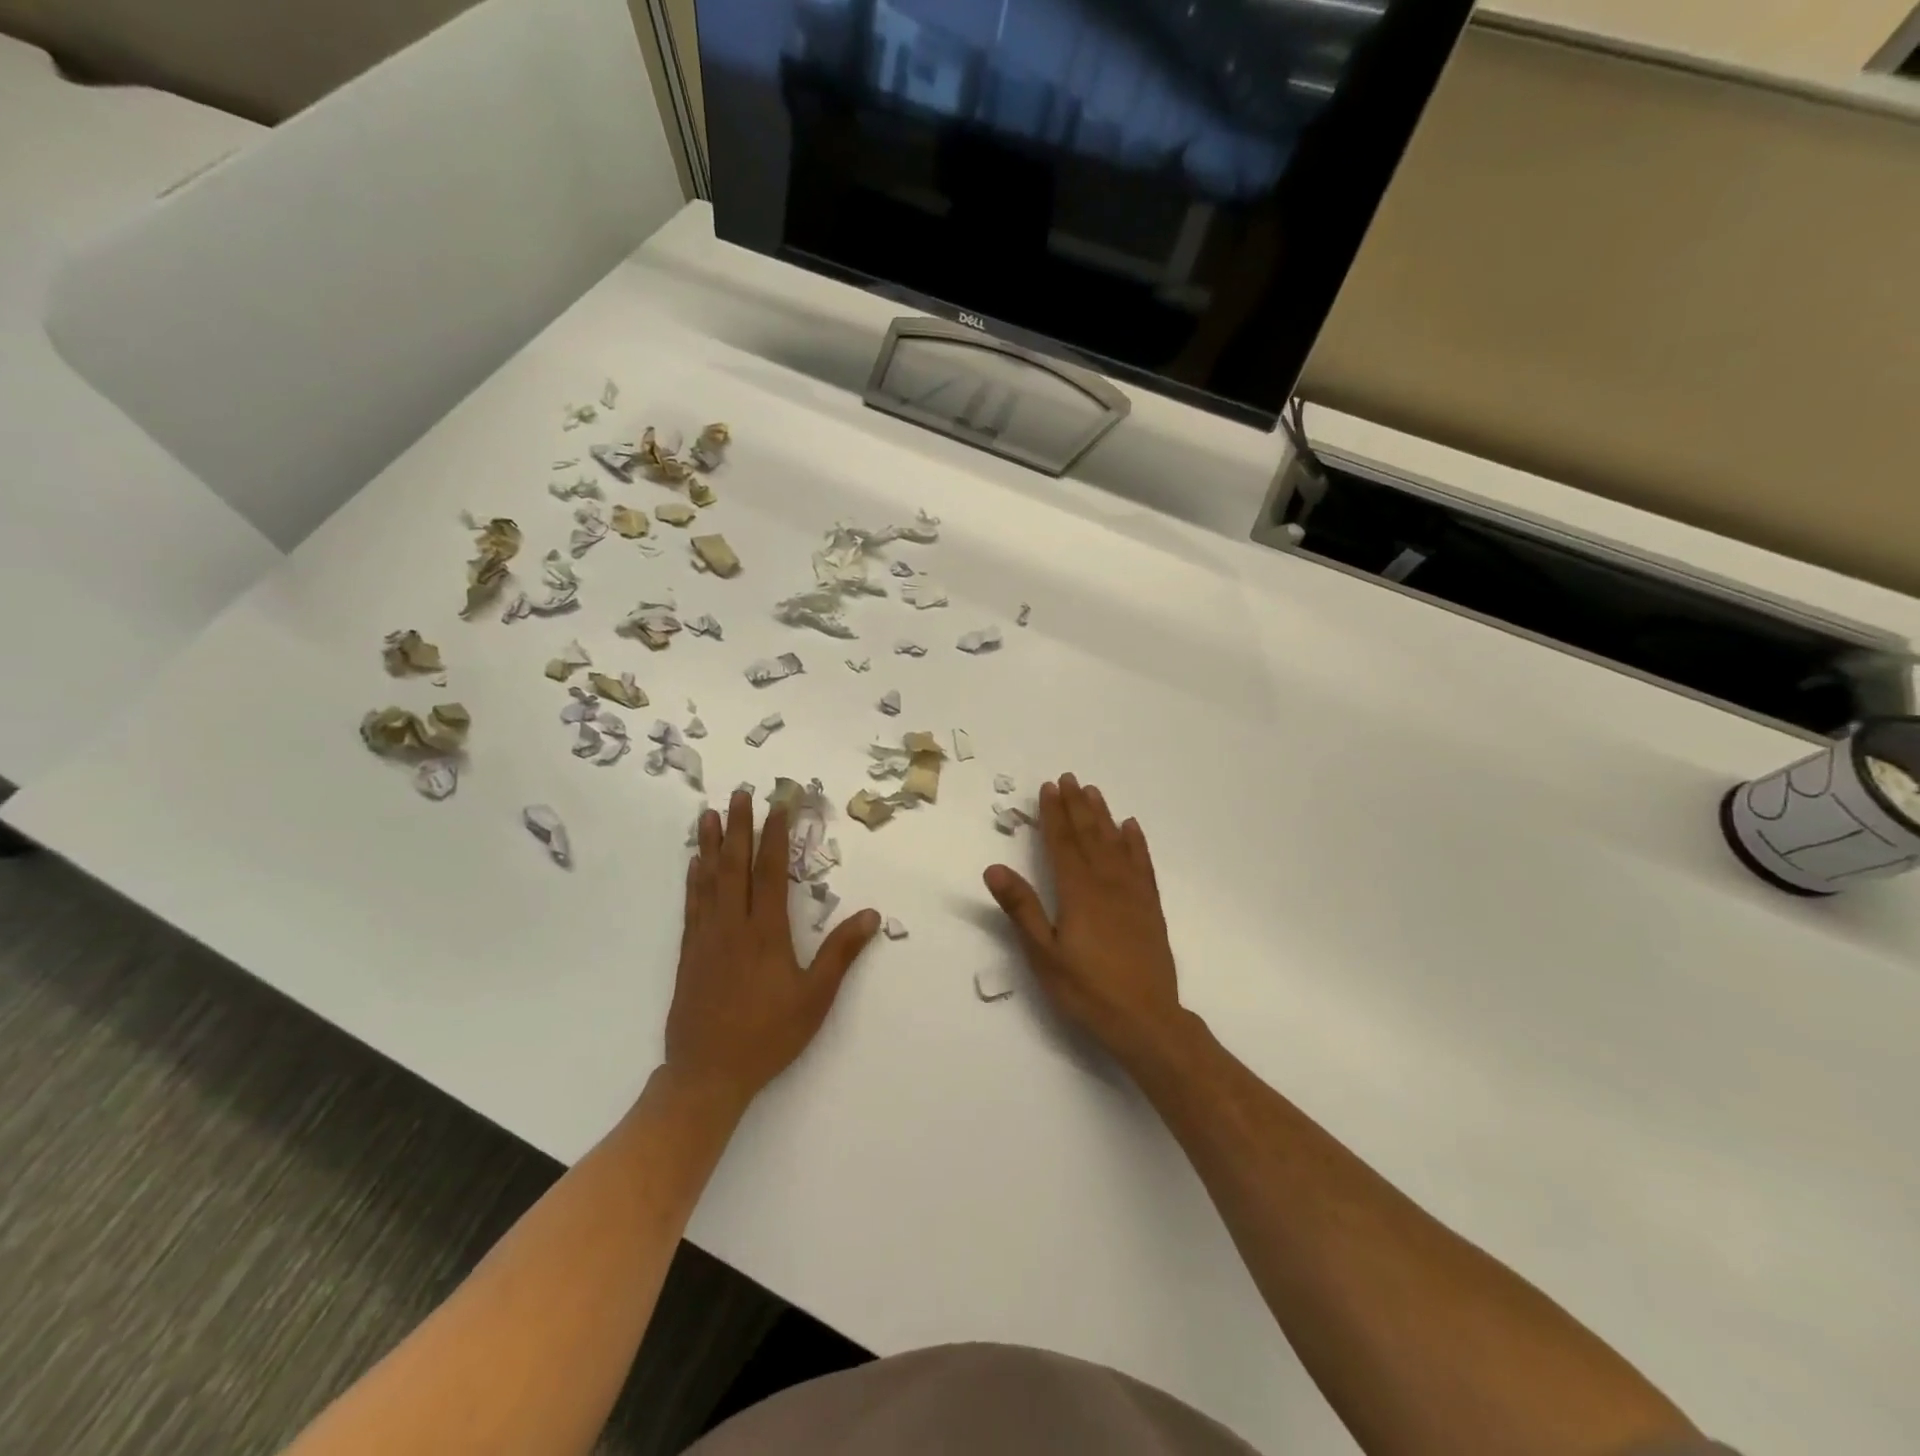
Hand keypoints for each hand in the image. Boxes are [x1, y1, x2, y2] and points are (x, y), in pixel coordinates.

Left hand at [667, 789, 879, 1109]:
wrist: (707, 1073)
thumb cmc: (768, 1034)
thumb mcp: (815, 997)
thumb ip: (841, 953)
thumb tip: (871, 913)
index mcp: (766, 932)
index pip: (771, 871)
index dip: (776, 835)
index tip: (780, 805)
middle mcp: (733, 925)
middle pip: (736, 866)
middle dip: (740, 827)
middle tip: (741, 793)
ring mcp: (707, 937)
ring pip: (708, 879)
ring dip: (712, 844)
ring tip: (710, 813)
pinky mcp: (690, 952)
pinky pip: (692, 904)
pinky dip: (693, 878)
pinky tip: (694, 862)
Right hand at [983, 774, 1187, 1069]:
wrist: (1146, 1020)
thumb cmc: (1087, 990)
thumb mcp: (1044, 955)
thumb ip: (1022, 909)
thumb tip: (994, 868)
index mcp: (1078, 892)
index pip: (1062, 843)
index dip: (1054, 814)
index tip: (1048, 787)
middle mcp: (1106, 883)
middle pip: (1089, 835)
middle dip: (1077, 806)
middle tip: (1069, 778)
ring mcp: (1132, 894)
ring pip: (1116, 843)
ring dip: (1104, 816)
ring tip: (1094, 792)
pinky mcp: (1150, 908)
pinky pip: (1142, 864)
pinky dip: (1136, 843)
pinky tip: (1132, 828)